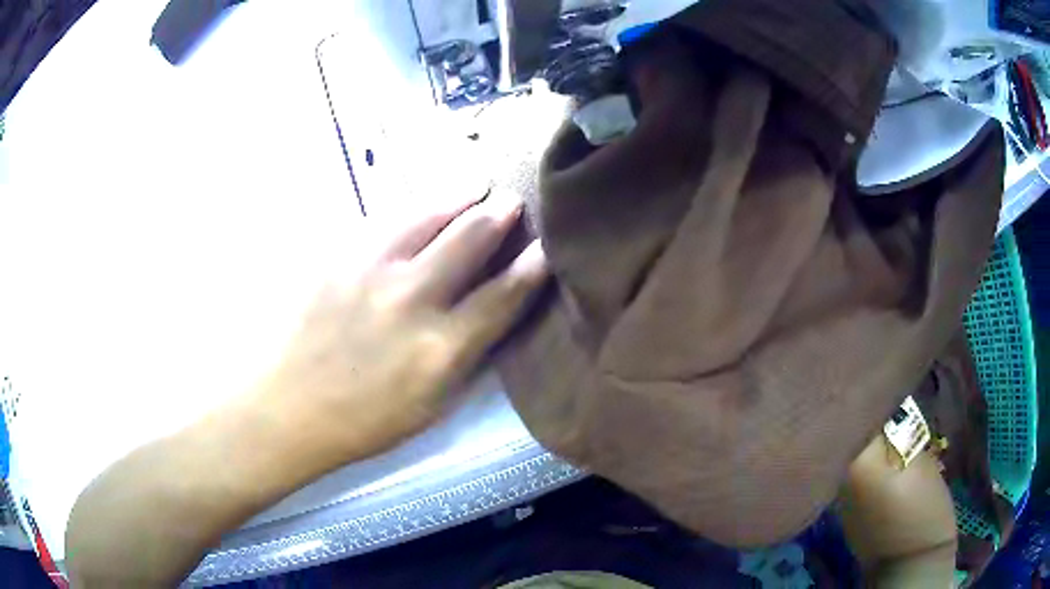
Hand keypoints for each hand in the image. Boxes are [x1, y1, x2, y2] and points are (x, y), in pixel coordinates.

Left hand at [258, 193, 547, 460]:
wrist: (285, 405)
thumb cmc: (361, 420)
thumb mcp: (429, 407)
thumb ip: (464, 358)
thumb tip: (489, 316)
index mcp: (440, 348)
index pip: (502, 296)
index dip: (531, 268)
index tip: (547, 247)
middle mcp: (412, 298)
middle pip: (469, 240)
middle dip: (498, 215)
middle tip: (511, 200)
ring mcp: (370, 270)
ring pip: (426, 215)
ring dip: (458, 196)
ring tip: (475, 182)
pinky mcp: (338, 256)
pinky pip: (384, 220)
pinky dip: (412, 208)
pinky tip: (421, 204)